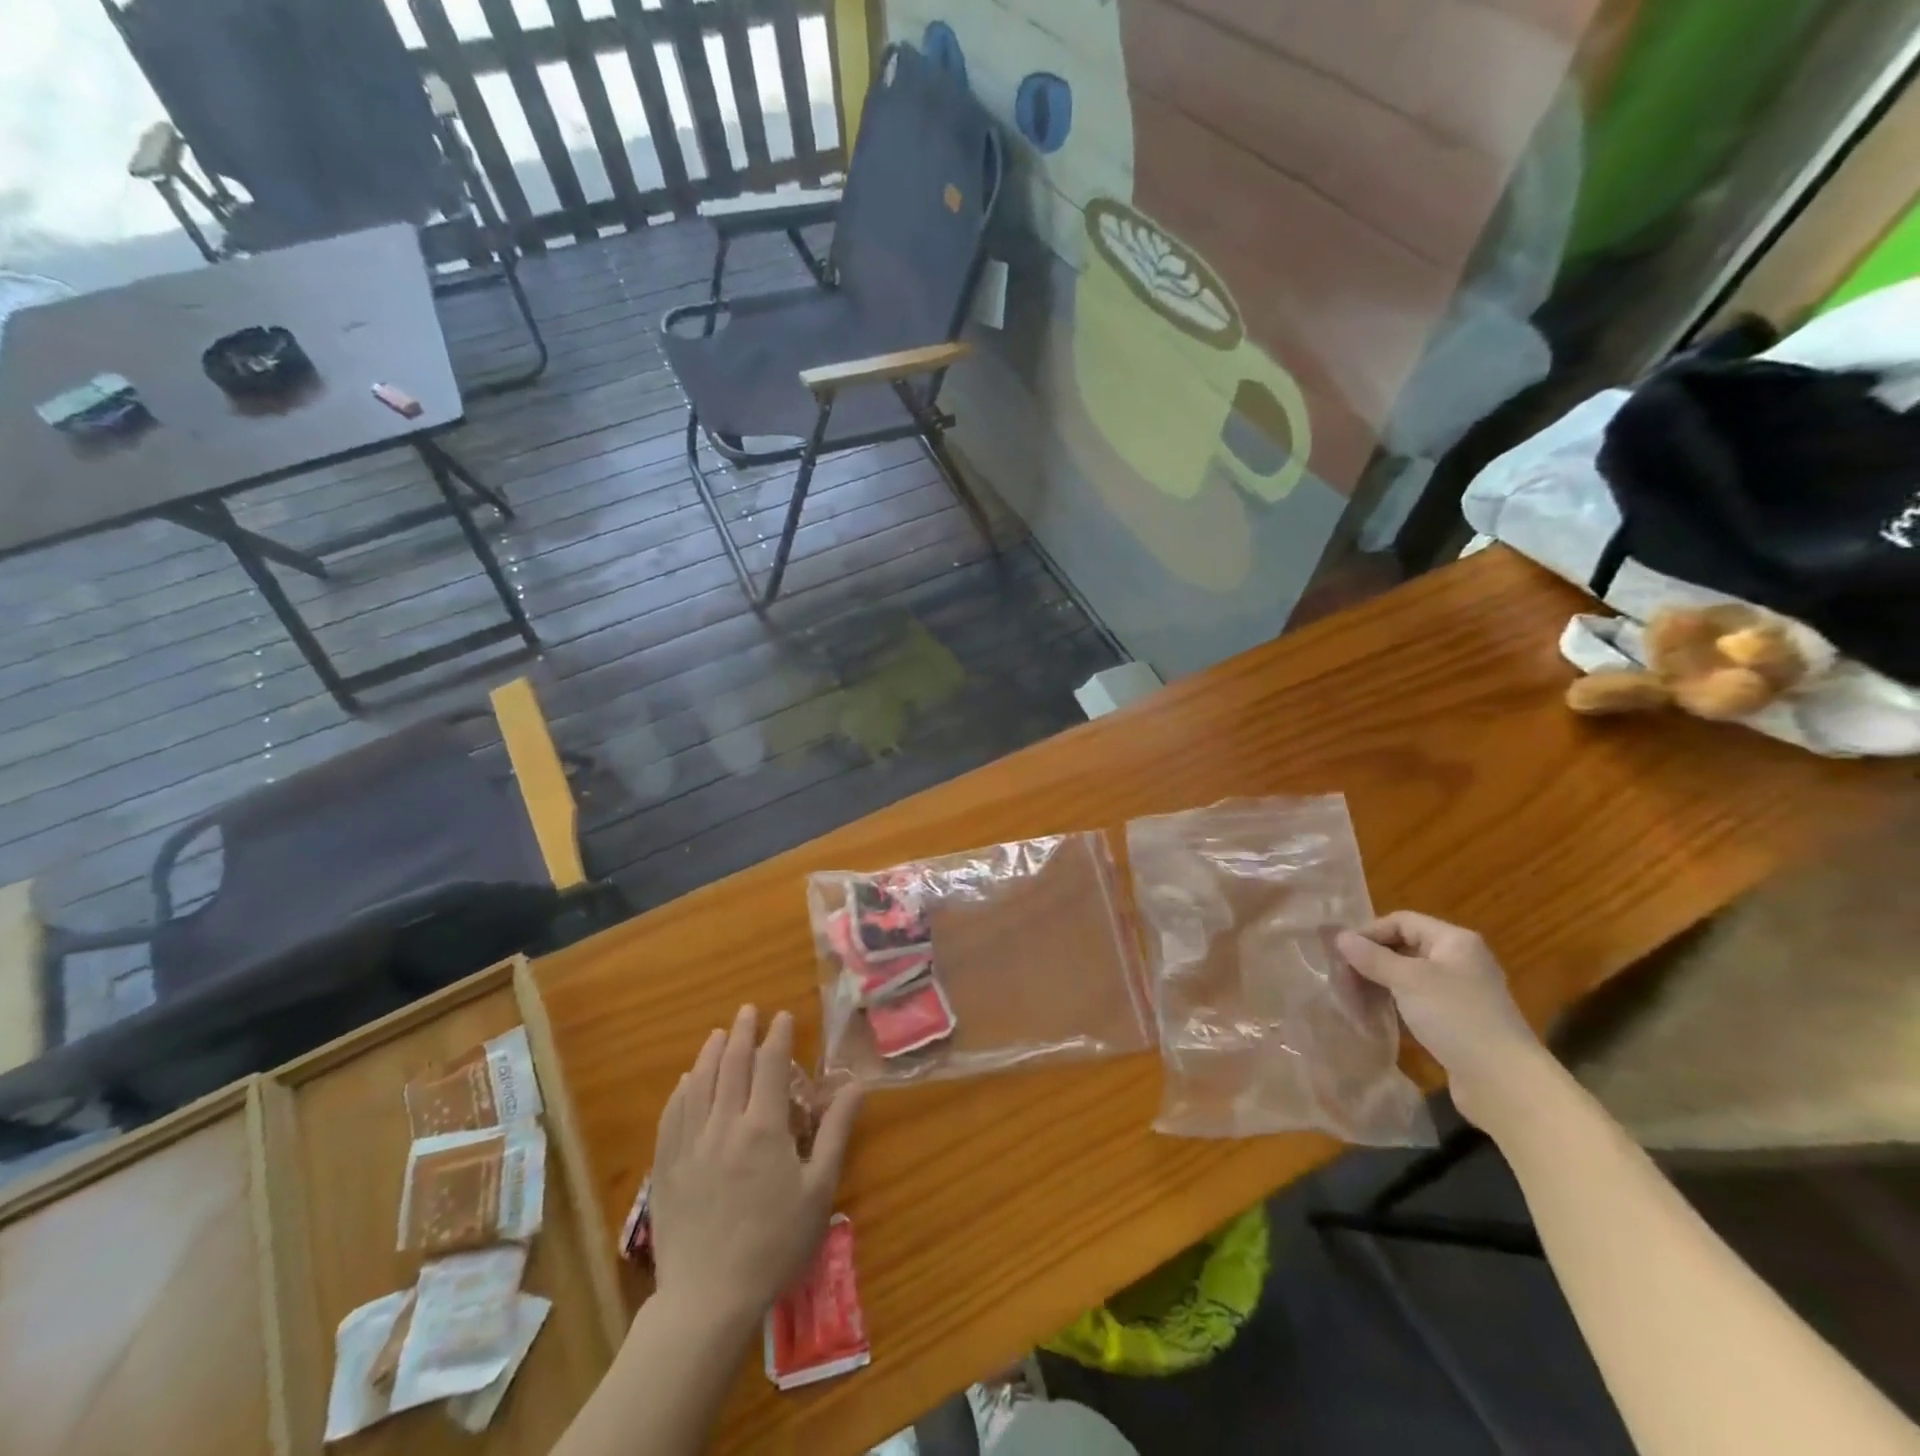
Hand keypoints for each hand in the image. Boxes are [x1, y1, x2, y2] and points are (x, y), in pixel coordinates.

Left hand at [648, 1006, 862, 1331]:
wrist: (707, 1300)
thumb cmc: (774, 1245)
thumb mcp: (818, 1190)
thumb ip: (835, 1133)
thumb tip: (855, 1086)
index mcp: (764, 1127)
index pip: (771, 1065)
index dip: (778, 1036)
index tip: (783, 1016)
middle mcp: (724, 1124)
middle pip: (732, 1065)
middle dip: (742, 1032)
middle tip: (748, 1010)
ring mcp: (690, 1144)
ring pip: (699, 1083)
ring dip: (710, 1052)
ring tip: (718, 1034)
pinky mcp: (667, 1167)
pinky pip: (673, 1115)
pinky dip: (682, 1090)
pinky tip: (686, 1081)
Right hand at [1335, 912, 1547, 1128]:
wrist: (1505, 1083)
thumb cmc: (1456, 1018)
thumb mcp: (1408, 980)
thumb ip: (1371, 957)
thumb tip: (1339, 937)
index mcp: (1454, 941)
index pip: (1402, 921)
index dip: (1369, 932)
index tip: (1340, 953)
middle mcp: (1459, 962)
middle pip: (1404, 948)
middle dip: (1370, 960)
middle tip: (1340, 978)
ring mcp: (1459, 994)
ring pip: (1408, 978)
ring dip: (1379, 985)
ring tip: (1352, 999)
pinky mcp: (1456, 1022)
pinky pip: (1417, 1003)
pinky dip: (1394, 1006)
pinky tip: (1375, 1018)